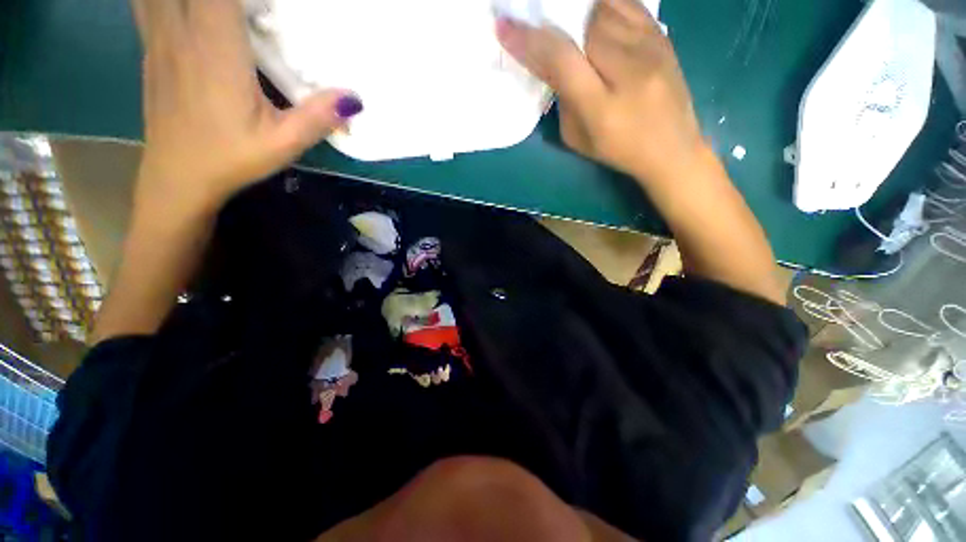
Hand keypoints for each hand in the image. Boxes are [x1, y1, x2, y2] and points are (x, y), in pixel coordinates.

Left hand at [131, 0, 361, 216]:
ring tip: (222, 12)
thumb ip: (317, 118)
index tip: (273, 5)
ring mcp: (160, 38)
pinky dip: (164, 0)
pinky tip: (186, 9)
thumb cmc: (230, 158)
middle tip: (255, 9)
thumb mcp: (283, 144)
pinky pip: (148, 3)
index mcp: (215, 49)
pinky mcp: (151, 48)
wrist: (177, 176)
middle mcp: (181, 32)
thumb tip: (354, 98)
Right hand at [497, 0, 703, 183]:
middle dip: (553, 16)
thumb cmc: (618, 150)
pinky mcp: (663, 37)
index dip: (529, 40)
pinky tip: (592, 10)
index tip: (504, 26)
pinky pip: (629, 3)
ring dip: (578, 8)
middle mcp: (627, 70)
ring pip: (605, 7)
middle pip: (583, 23)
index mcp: (600, 107)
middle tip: (536, 14)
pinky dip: (604, 2)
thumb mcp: (578, 139)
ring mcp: (650, 48)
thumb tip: (551, 63)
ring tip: (565, 13)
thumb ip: (563, 101)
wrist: (672, 148)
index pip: (560, 59)